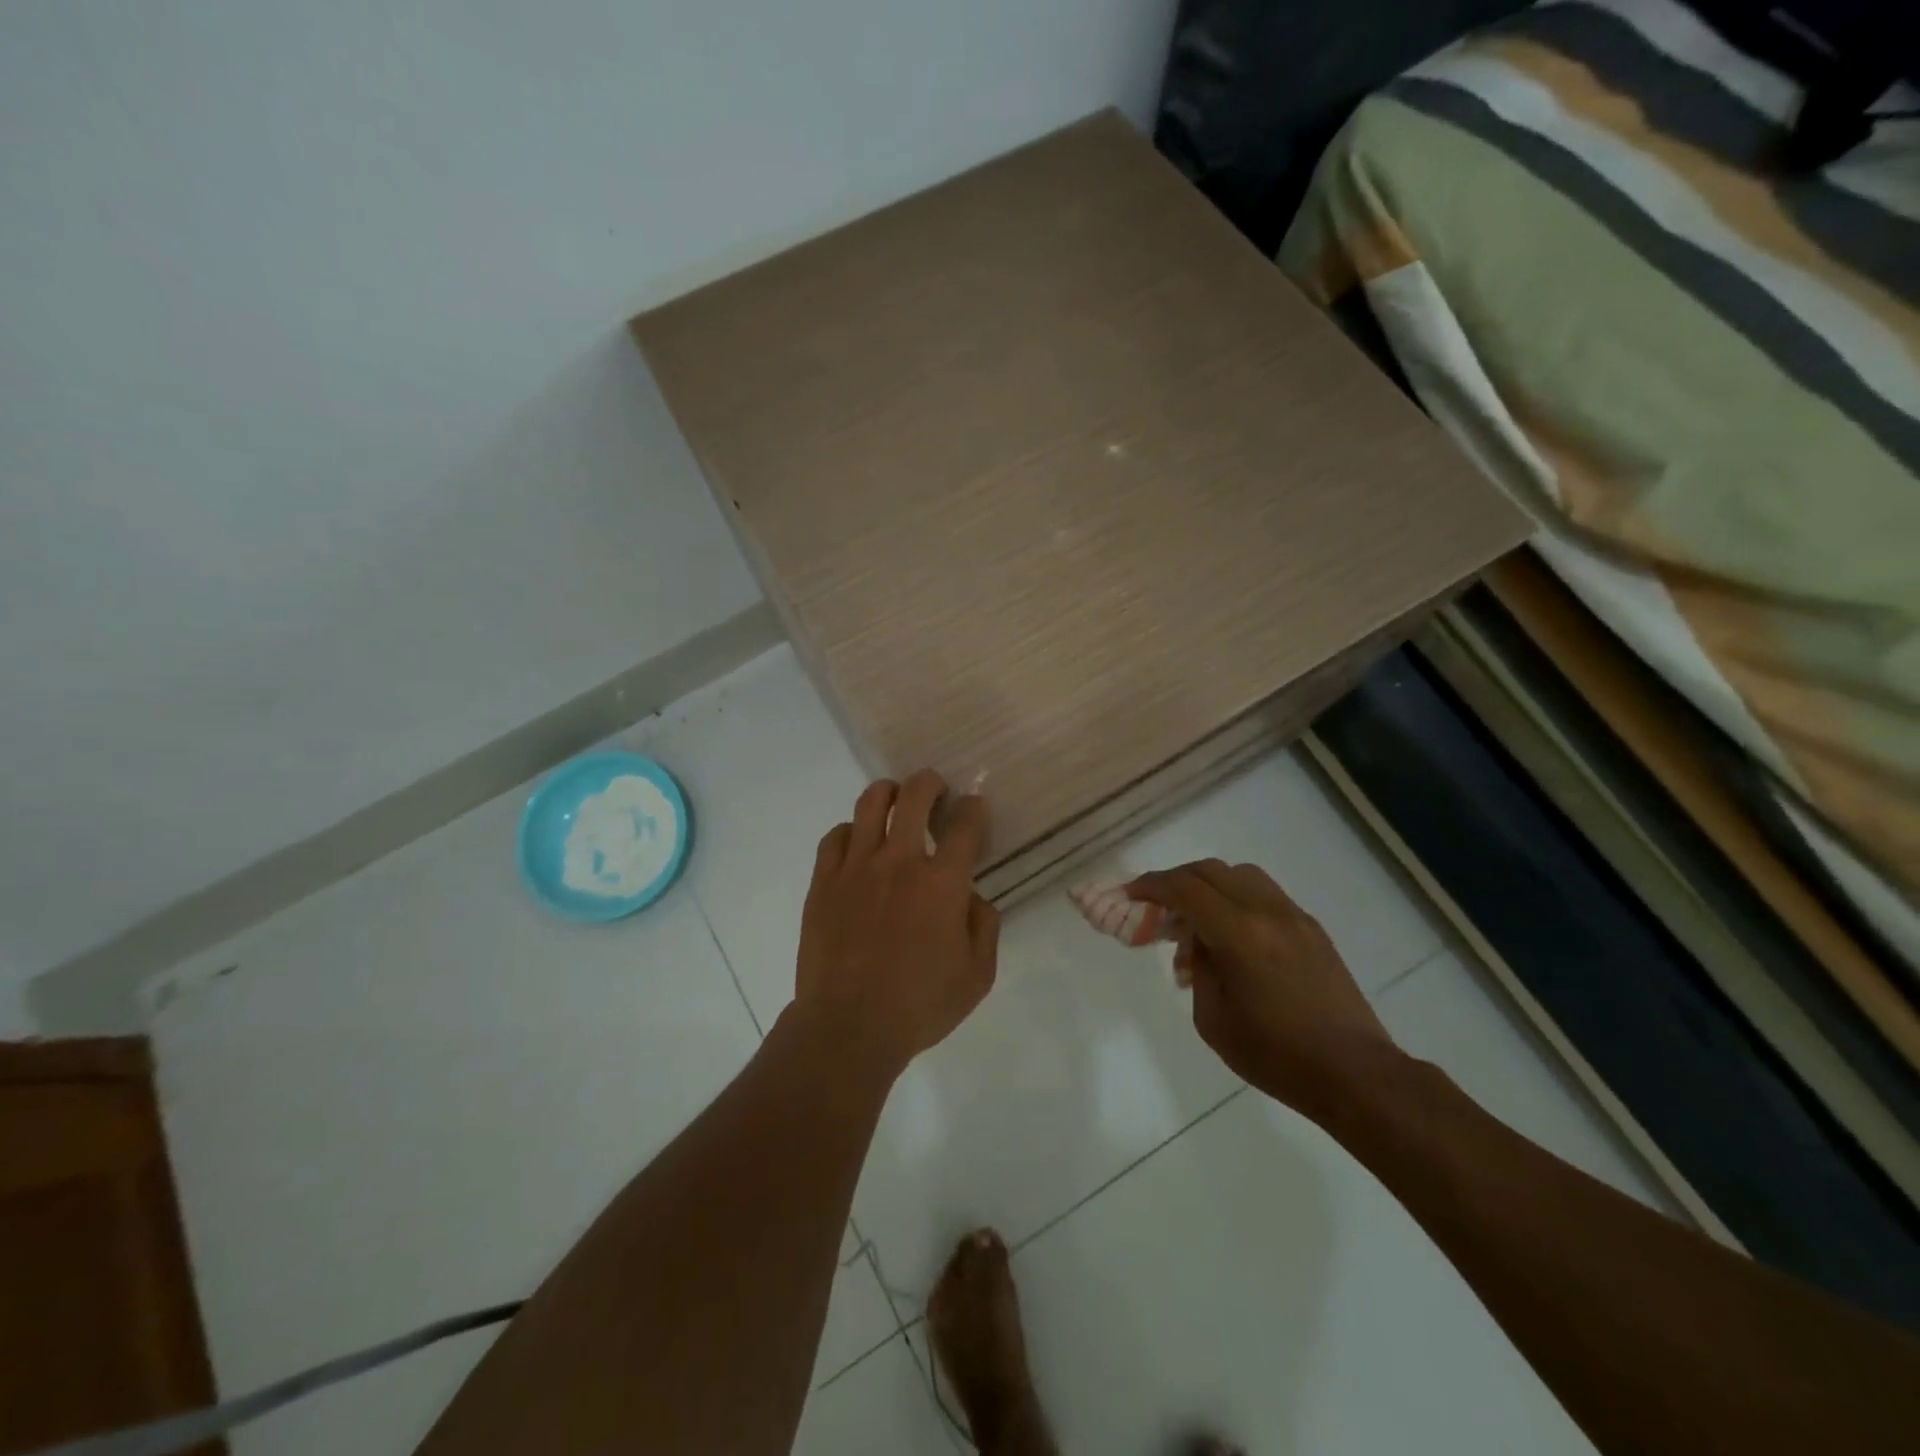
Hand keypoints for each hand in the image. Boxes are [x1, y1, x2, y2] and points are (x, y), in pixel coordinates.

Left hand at [794, 770, 999, 1076]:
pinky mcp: (824, 881)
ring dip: (889, 793)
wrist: (848, 1026)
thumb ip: (985, 927)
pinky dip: (851, 831)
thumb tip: (973, 898)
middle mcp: (900, 861)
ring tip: (896, 801)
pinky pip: (836, 836)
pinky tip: (858, 843)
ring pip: (870, 803)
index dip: (975, 808)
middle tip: (937, 791)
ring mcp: (856, 867)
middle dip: (931, 782)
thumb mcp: (977, 976)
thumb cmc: (919, 1005)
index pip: (966, 824)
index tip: (975, 808)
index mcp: (942, 883)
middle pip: (915, 794)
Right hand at [1127, 860, 1399, 1119]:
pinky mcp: (1312, 929)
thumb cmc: (1276, 1055)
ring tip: (1197, 921)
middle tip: (1158, 908)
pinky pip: (1265, 895)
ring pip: (1241, 875)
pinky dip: (1237, 900)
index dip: (1151, 885)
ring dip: (1210, 886)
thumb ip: (1199, 967)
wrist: (1354, 1073)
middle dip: (1176, 882)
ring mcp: (1294, 917)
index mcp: (1239, 933)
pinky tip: (1232, 938)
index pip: (1184, 888)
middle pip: (1211, 870)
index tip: (1130, 895)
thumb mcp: (1213, 1019)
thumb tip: (1199, 942)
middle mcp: (1267, 912)